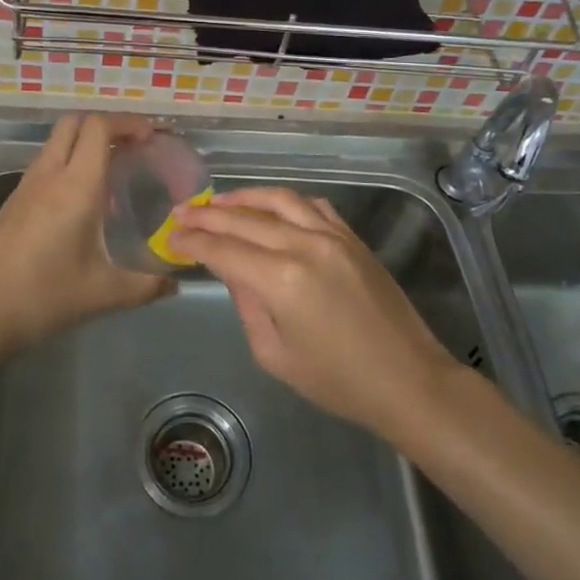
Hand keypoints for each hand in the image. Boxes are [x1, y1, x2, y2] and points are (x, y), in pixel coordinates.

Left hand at [0, 113, 173, 353]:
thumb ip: (146, 287)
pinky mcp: (12, 202)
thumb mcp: (103, 294)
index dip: (127, 123)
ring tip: (113, 172)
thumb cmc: (44, 297)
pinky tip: (81, 201)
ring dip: (84, 144)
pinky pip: (45, 165)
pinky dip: (67, 163)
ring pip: (56, 143)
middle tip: (133, 147)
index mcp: (75, 187)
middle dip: (106, 126)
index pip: (98, 128)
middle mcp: (48, 176)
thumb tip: (175, 285)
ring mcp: (25, 187)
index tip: (151, 137)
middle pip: (73, 124)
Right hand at [169, 187, 458, 437]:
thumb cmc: (337, 382)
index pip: (224, 250)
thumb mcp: (276, 354)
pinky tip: (271, 209)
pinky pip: (313, 206)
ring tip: (219, 202)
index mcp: (281, 280)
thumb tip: (232, 270)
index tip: (172, 236)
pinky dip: (285, 202)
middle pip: (245, 219)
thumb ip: (248, 305)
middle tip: (181, 212)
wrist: (407, 380)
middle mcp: (305, 245)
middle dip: (208, 215)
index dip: (194, 241)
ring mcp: (333, 236)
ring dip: (245, 198)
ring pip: (279, 200)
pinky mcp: (352, 238)